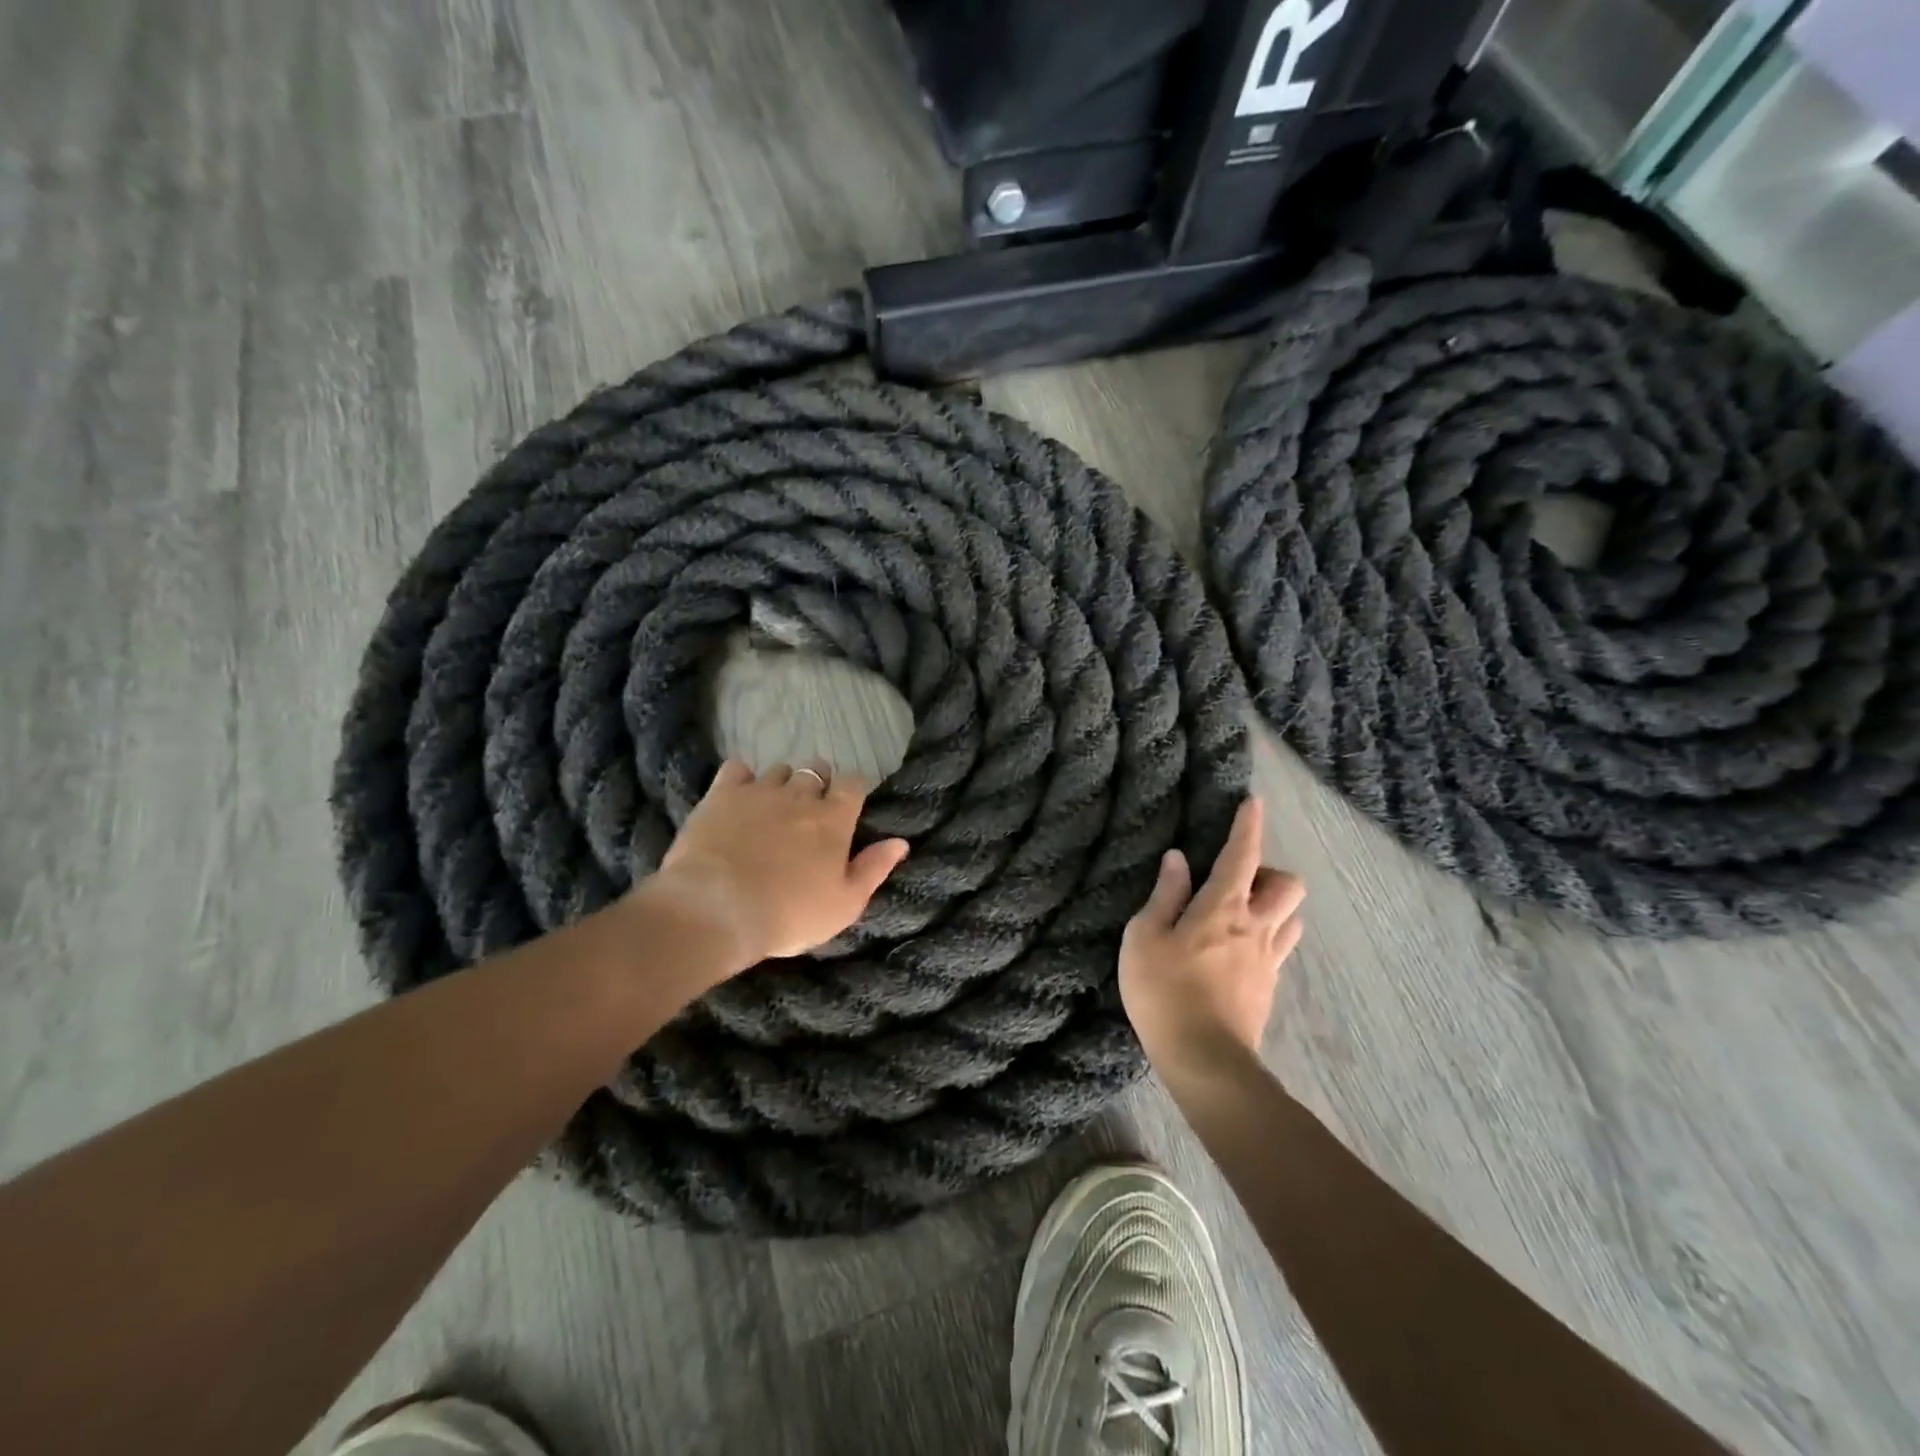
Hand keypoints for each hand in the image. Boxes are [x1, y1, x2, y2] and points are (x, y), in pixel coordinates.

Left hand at [649, 760, 908, 971]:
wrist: (716, 910)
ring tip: (772, 806)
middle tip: (808, 809)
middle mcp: (800, 795)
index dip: (850, 791)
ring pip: (779, 770)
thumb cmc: (788, 915)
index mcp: (834, 820)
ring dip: (781, 783)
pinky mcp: (722, 794)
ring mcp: (760, 791)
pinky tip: (738, 797)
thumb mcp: (844, 905)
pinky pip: (737, 769)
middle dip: (817, 783)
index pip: (853, 783)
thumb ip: (873, 869)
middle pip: (816, 770)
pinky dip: (741, 778)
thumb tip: (900, 842)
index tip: (844, 807)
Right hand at [1119, 796, 1304, 1068]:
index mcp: (1223, 907)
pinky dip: (1267, 938)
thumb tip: (1178, 859)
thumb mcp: (1144, 937)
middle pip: (1289, 886)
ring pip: (1292, 918)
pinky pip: (1280, 950)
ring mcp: (1268, 960)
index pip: (1243, 855)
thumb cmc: (1163, 991)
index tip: (1253, 802)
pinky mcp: (1269, 989)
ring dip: (1275, 907)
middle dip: (1271, 873)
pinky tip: (1239, 953)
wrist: (1204, 1059)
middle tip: (1238, 882)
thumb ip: (1164, 895)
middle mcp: (1255, 927)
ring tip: (1242, 915)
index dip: (1248, 826)